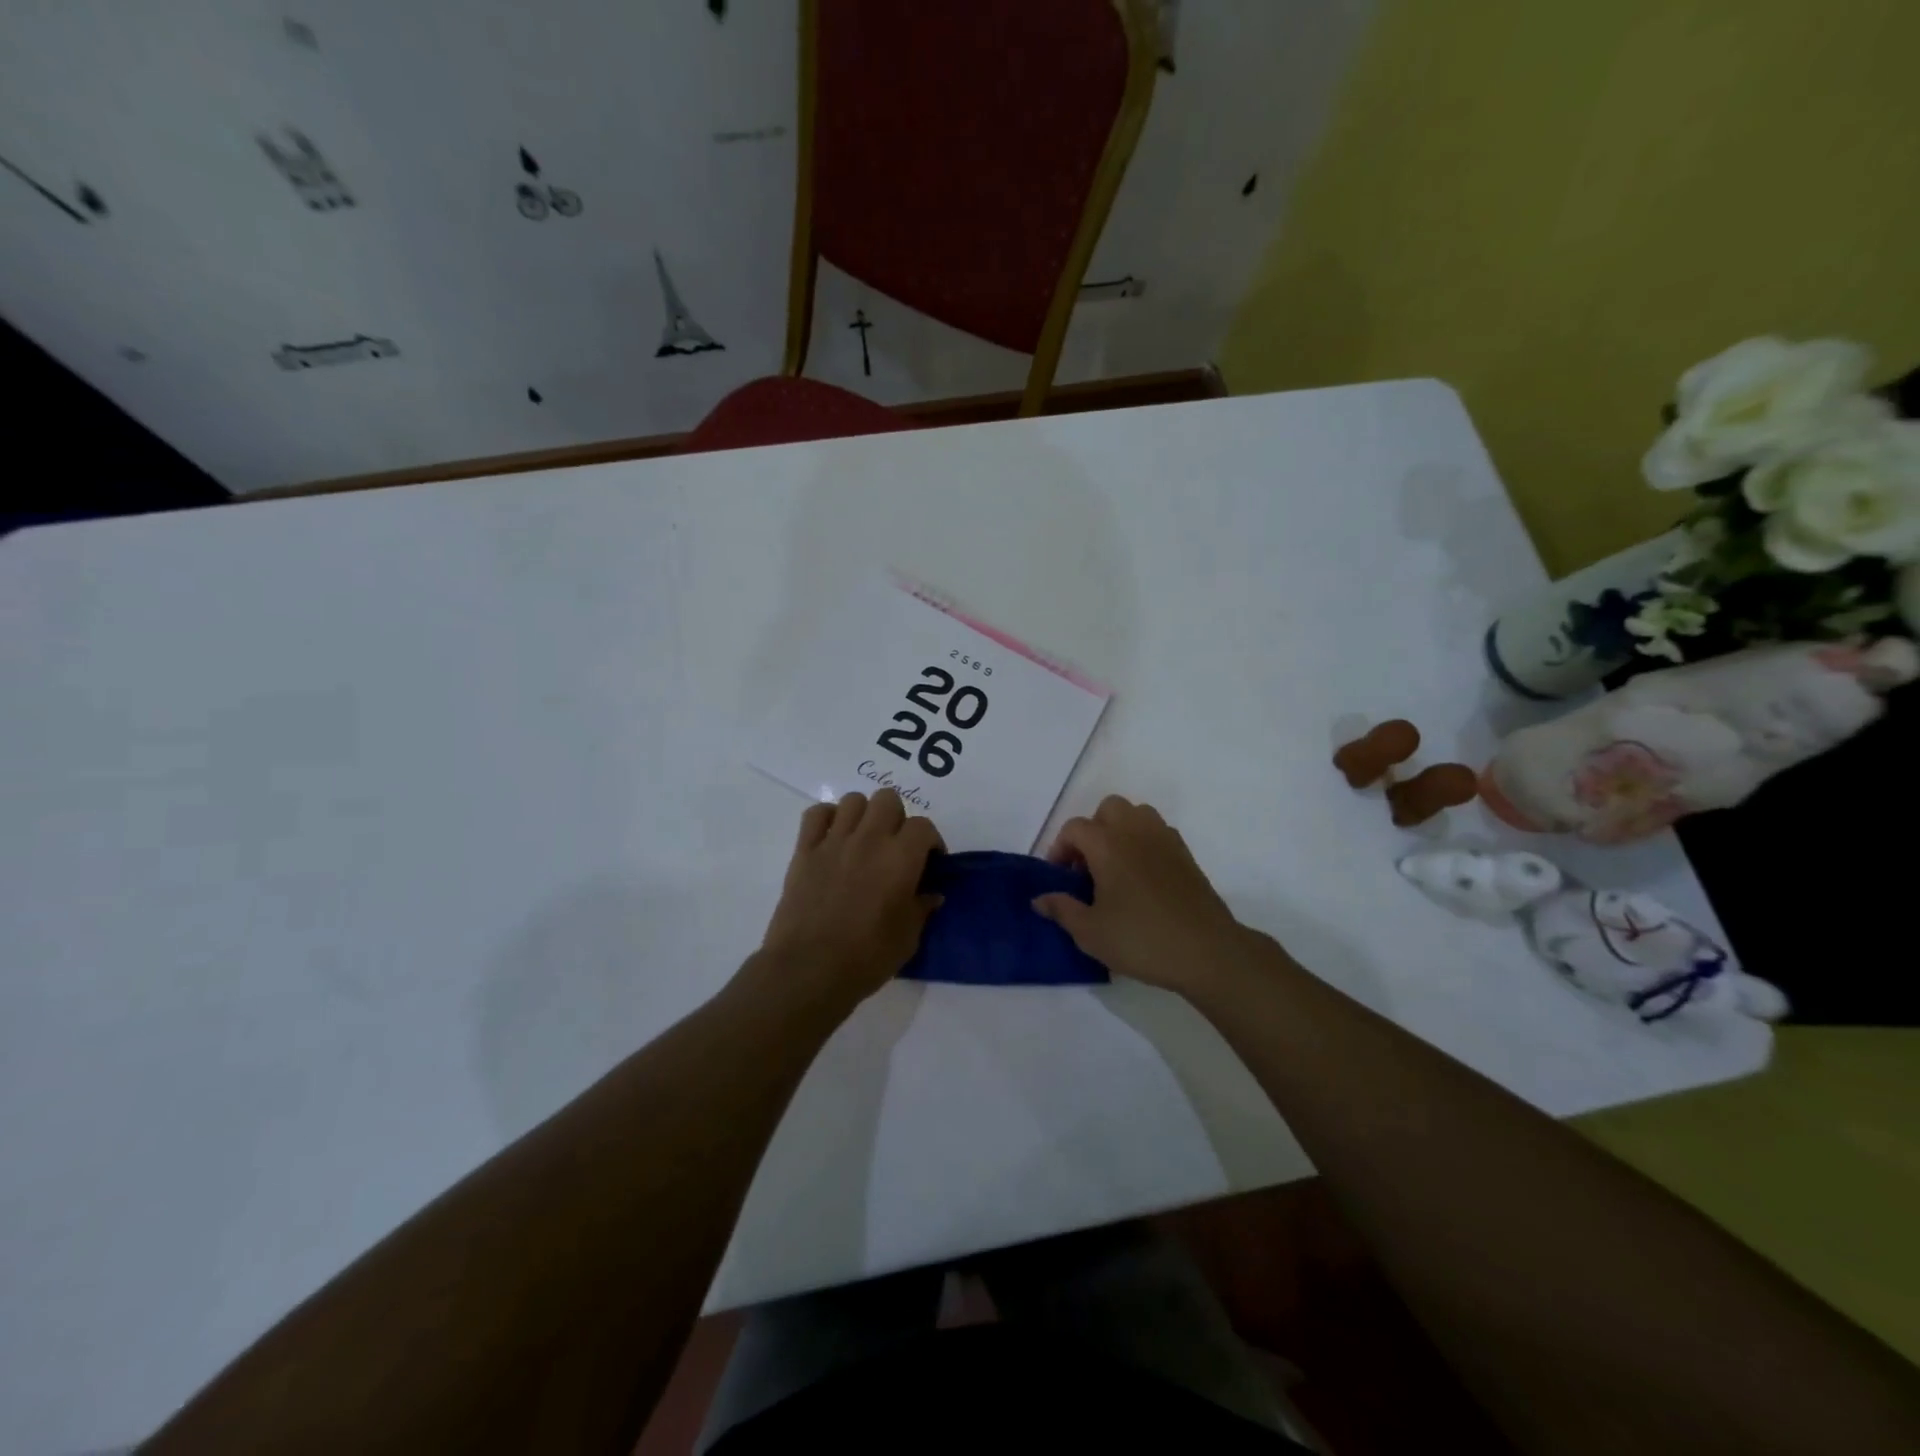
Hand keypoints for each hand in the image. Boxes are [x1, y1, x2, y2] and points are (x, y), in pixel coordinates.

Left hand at [751, 789, 943, 1017]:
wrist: (809, 969)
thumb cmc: (866, 957)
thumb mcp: (908, 938)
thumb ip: (921, 908)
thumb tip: (931, 894)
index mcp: (900, 858)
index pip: (923, 826)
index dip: (930, 841)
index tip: (930, 861)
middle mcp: (869, 839)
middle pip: (888, 799)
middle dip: (898, 818)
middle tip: (896, 847)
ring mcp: (834, 841)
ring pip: (854, 800)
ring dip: (864, 815)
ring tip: (865, 841)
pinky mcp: (805, 850)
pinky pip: (816, 814)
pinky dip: (827, 818)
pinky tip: (833, 838)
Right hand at [1033, 795, 1266, 999]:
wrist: (1207, 951)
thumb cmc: (1141, 939)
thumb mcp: (1091, 933)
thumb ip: (1062, 910)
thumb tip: (1039, 899)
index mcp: (1107, 845)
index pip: (1074, 828)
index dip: (1060, 848)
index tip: (1061, 878)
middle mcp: (1135, 832)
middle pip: (1108, 808)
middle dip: (1092, 830)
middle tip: (1088, 866)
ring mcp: (1165, 839)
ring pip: (1136, 814)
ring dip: (1120, 831)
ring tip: (1115, 867)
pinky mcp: (1185, 854)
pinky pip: (1157, 831)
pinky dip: (1143, 842)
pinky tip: (1142, 877)